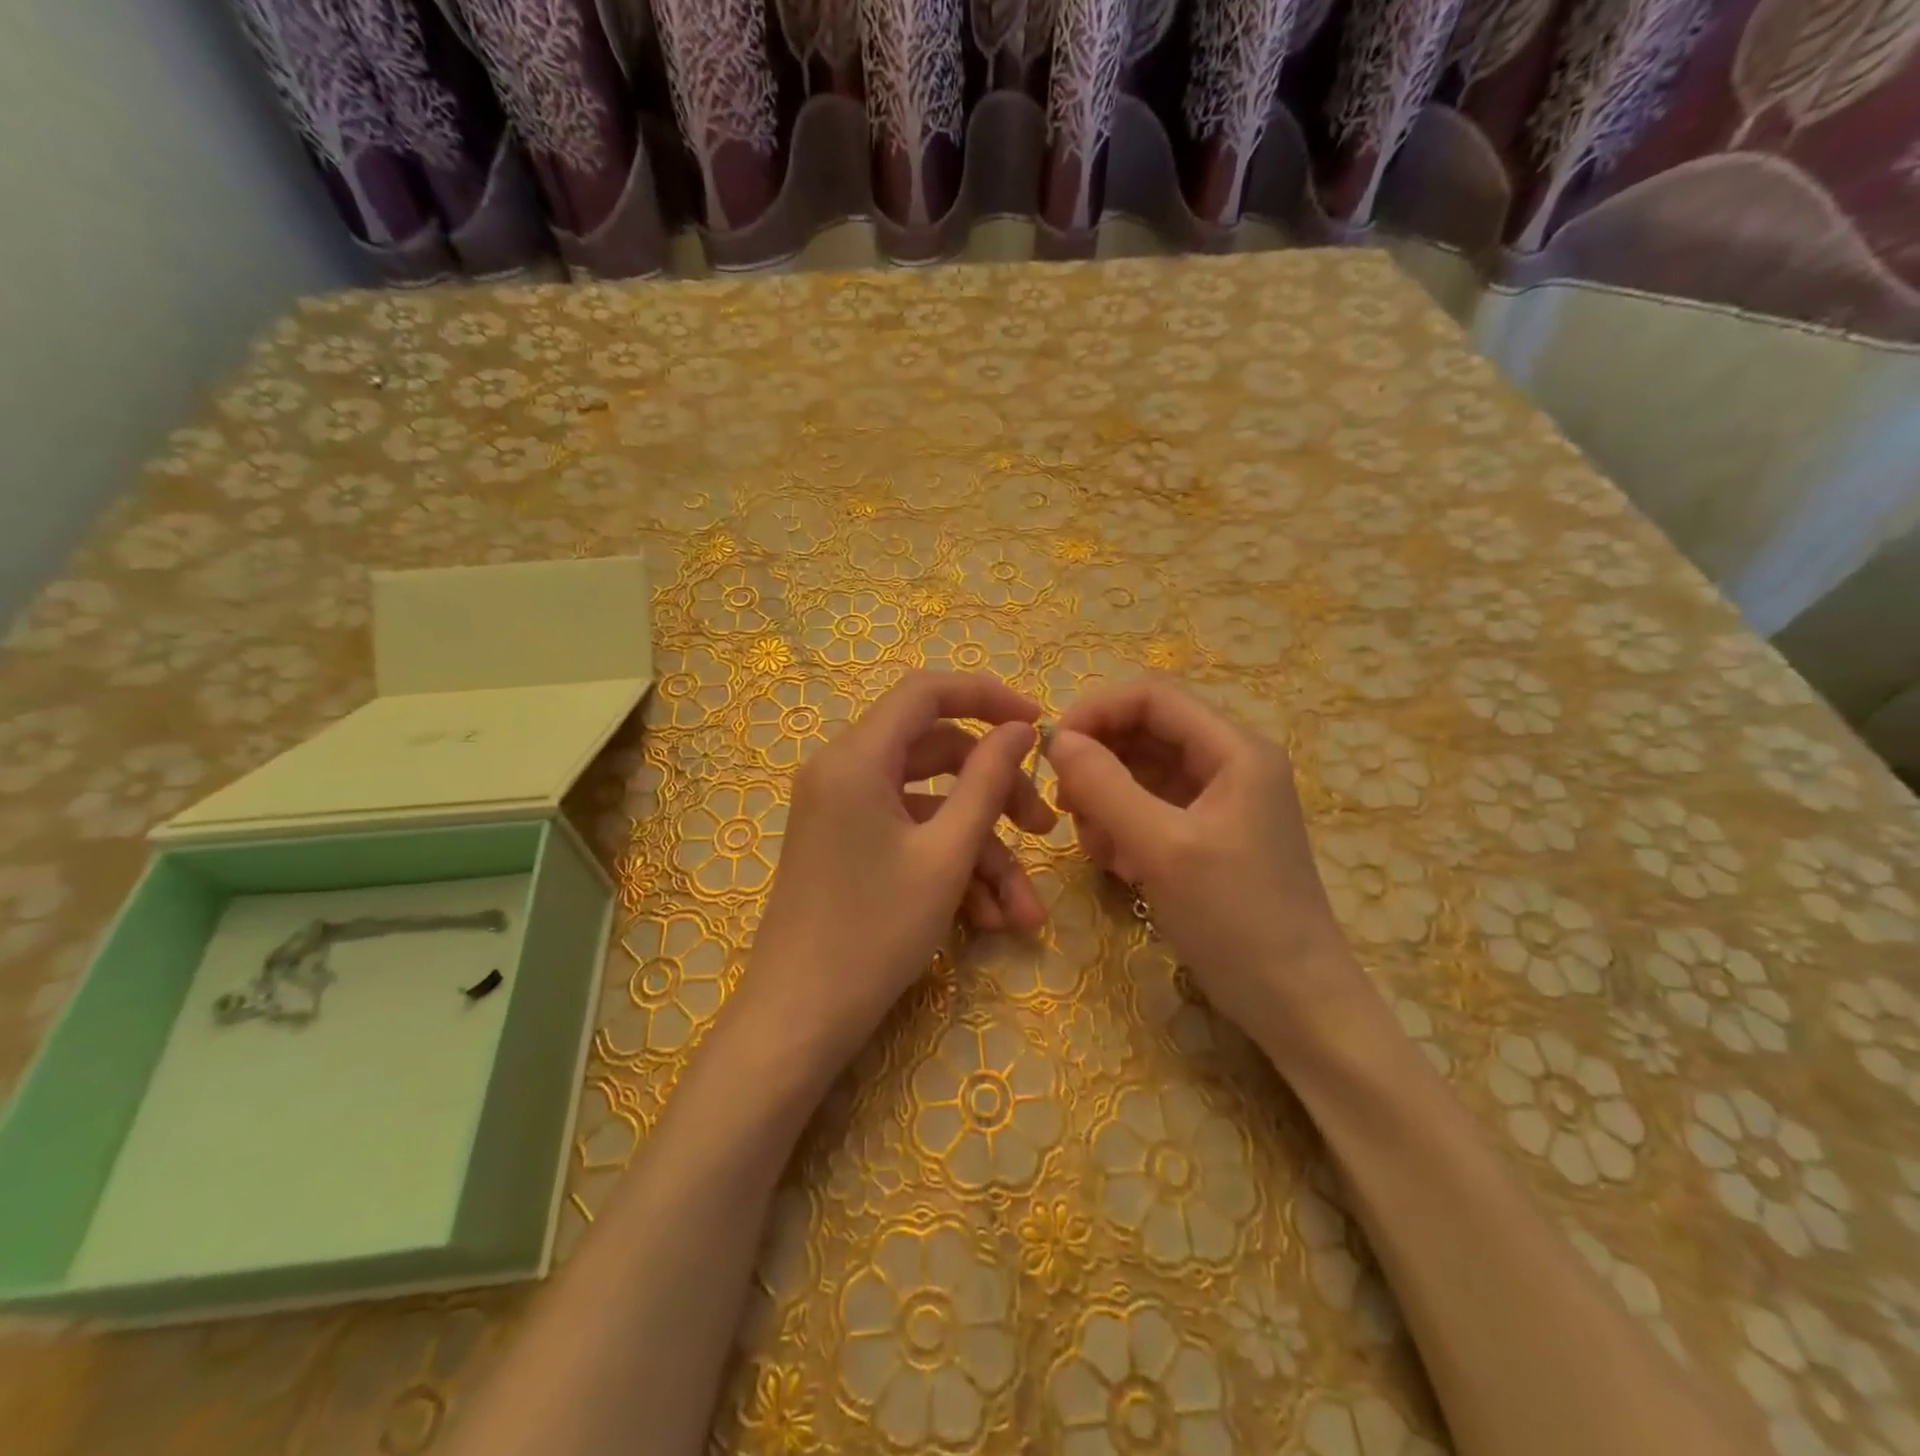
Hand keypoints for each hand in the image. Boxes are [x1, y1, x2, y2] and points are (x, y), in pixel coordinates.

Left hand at [738, 670, 1055, 1068]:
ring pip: (931, 807)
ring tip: (1023, 913)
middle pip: (937, 754)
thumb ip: (987, 781)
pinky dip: (949, 868)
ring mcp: (844, 811)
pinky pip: (909, 837)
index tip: (1038, 724)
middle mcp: (844, 771)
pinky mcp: (848, 845)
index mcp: (857, 757)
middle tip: (1044, 830)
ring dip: (981, 851)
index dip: (987, 696)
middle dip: (997, 794)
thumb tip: (1019, 729)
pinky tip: (987, 920)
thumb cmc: (874, 931)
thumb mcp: (946, 855)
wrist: (799, 1019)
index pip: (927, 691)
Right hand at [1049, 676, 1369, 1050]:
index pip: (1152, 697)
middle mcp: (1230, 763)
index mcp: (1235, 750)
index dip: (1097, 711)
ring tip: (1095, 846)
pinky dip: (1124, 825)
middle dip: (1099, 762)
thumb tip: (1058, 741)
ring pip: (1143, 772)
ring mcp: (1221, 800)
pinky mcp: (1209, 834)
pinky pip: (1152, 808)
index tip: (1052, 750)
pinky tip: (1116, 864)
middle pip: (1146, 732)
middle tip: (1066, 806)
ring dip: (1106, 798)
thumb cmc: (1235, 919)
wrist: (1295, 1004)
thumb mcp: (1162, 848)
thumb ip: (1106, 786)